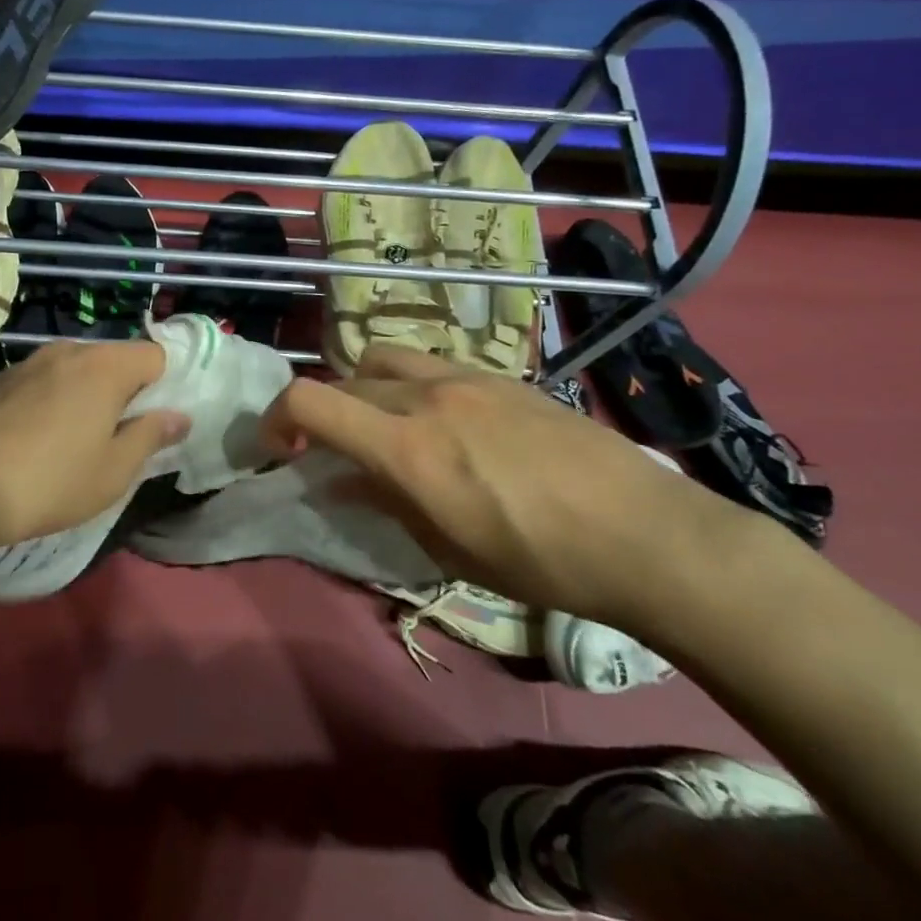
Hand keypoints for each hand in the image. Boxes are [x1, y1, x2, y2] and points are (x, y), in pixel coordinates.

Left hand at [0, 340, 188, 561]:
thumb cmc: (50, 482)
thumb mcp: (114, 470)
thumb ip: (152, 436)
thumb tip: (179, 416)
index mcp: (104, 366)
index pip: (155, 355)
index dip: (164, 386)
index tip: (155, 422)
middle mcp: (68, 351)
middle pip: (115, 359)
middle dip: (126, 391)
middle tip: (119, 437)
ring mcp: (29, 362)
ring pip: (78, 369)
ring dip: (88, 395)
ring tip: (77, 441)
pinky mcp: (0, 379)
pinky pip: (46, 380)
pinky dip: (54, 400)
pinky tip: (38, 439)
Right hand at [259, 347, 740, 629]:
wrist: (644, 533)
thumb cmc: (539, 559)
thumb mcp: (447, 547)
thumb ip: (385, 502)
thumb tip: (343, 482)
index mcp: (406, 446)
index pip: (310, 402)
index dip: (276, 418)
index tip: (278, 448)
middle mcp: (427, 397)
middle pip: (346, 381)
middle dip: (324, 412)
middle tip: (333, 451)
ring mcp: (467, 378)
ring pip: (386, 360)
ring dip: (366, 388)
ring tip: (387, 426)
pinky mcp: (502, 376)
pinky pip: (433, 366)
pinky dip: (413, 387)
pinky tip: (447, 424)